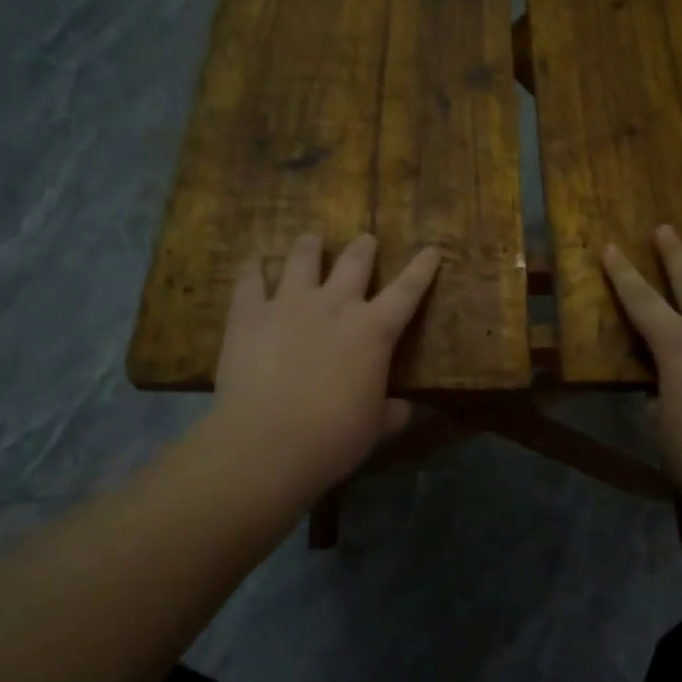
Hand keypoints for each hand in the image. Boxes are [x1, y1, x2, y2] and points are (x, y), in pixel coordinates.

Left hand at [210, 233, 441, 495]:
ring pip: (302, 258)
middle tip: (365, 240)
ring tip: (310, 240)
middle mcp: (334, 305)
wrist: (267, 442)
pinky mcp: (250, 313)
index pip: (407, 291)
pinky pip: (250, 279)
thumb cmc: (332, 438)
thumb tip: (411, 409)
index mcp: (373, 330)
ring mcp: (289, 303)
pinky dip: (253, 269)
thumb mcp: (375, 428)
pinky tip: (253, 262)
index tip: (431, 249)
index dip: (422, 269)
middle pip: (354, 262)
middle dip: (363, 248)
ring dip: (309, 246)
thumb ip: (394, 412)